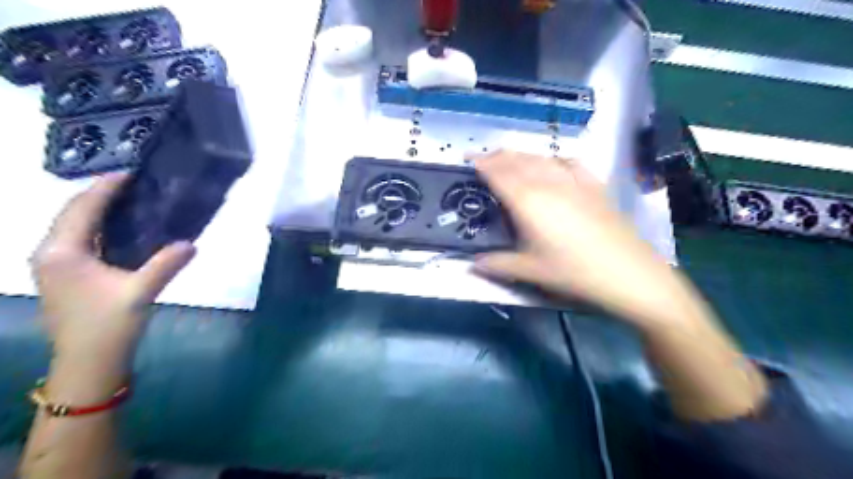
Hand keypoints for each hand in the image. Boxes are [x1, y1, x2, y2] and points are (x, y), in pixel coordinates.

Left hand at [30, 173, 193, 364]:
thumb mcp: (140, 292)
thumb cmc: (108, 326)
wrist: (88, 363)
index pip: (82, 208)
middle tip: (133, 182)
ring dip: (97, 209)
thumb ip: (166, 264)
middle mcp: (51, 253)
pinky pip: (80, 239)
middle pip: (72, 213)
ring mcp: (55, 265)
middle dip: (99, 194)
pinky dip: (99, 226)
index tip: (130, 171)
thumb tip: (191, 243)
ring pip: (74, 226)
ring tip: (129, 198)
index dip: (105, 188)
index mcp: (62, 252)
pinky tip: (121, 227)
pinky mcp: (65, 276)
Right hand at [474, 151, 699, 326]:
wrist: (627, 273)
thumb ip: (498, 265)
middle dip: (499, 156)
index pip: (500, 174)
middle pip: (519, 161)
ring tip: (511, 157)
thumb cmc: (573, 271)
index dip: (483, 164)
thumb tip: (473, 264)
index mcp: (528, 202)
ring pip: (542, 159)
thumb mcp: (531, 271)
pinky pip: (571, 164)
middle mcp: (549, 184)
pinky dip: (556, 159)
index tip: (469, 158)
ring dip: (523, 155)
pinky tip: (555, 162)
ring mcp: (575, 182)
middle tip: (484, 157)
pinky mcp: (595, 187)